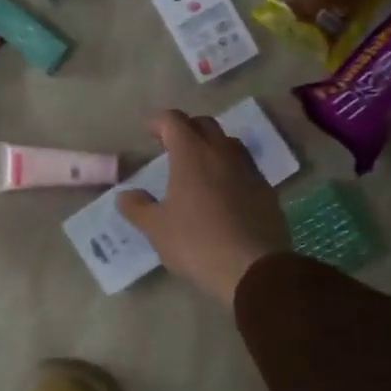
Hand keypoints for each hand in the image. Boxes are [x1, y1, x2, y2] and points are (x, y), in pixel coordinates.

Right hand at [116, 110, 290, 306]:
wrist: (253, 269)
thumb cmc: (196, 243)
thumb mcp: (156, 228)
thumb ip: (137, 207)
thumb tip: (125, 195)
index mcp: (191, 155)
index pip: (174, 121)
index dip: (158, 121)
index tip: (148, 132)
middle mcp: (222, 153)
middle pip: (204, 124)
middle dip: (186, 129)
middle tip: (171, 146)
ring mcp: (248, 170)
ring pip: (229, 143)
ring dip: (211, 146)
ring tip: (199, 166)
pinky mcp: (266, 190)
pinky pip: (245, 167)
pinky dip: (230, 169)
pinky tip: (223, 191)